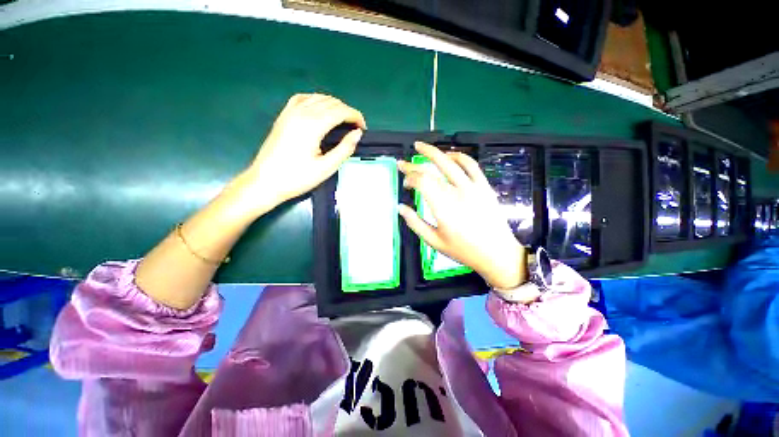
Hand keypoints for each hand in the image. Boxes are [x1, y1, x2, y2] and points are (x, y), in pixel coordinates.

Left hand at [233, 94, 366, 216]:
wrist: (265, 181)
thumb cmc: (297, 178)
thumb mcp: (326, 168)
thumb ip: (344, 149)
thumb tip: (357, 134)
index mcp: (313, 125)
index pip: (340, 111)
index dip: (355, 116)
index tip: (363, 129)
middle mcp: (301, 112)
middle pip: (331, 102)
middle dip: (347, 112)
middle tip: (355, 129)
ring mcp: (290, 112)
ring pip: (318, 97)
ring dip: (334, 106)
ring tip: (343, 122)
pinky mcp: (284, 116)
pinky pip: (303, 99)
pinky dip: (317, 101)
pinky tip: (321, 111)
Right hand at [398, 142, 526, 289]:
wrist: (497, 253)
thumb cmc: (463, 250)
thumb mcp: (434, 241)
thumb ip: (415, 223)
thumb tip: (400, 207)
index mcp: (443, 208)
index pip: (422, 182)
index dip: (410, 178)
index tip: (405, 184)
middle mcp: (457, 193)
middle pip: (431, 170)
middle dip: (413, 165)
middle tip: (402, 163)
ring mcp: (473, 187)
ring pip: (450, 162)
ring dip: (433, 152)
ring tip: (420, 146)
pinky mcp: (484, 186)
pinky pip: (471, 165)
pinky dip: (458, 156)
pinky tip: (448, 155)